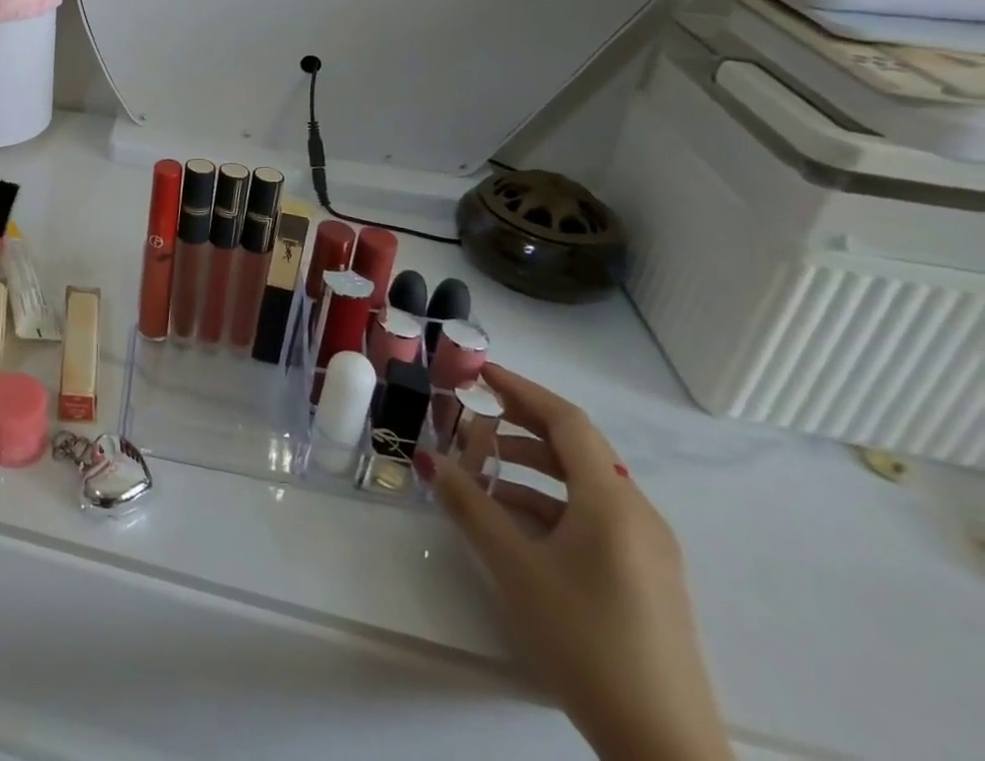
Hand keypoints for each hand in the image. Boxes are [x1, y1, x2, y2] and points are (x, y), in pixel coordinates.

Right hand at [417, 368, 733, 760]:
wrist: (666, 751)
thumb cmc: (587, 642)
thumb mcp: (515, 569)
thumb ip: (469, 506)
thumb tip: (427, 459)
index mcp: (613, 503)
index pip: (566, 421)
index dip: (520, 389)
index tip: (477, 371)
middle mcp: (637, 515)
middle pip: (576, 448)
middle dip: (520, 424)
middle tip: (470, 413)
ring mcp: (647, 549)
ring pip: (582, 483)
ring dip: (529, 467)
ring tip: (479, 470)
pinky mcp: (645, 578)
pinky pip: (591, 516)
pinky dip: (547, 502)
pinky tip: (510, 520)